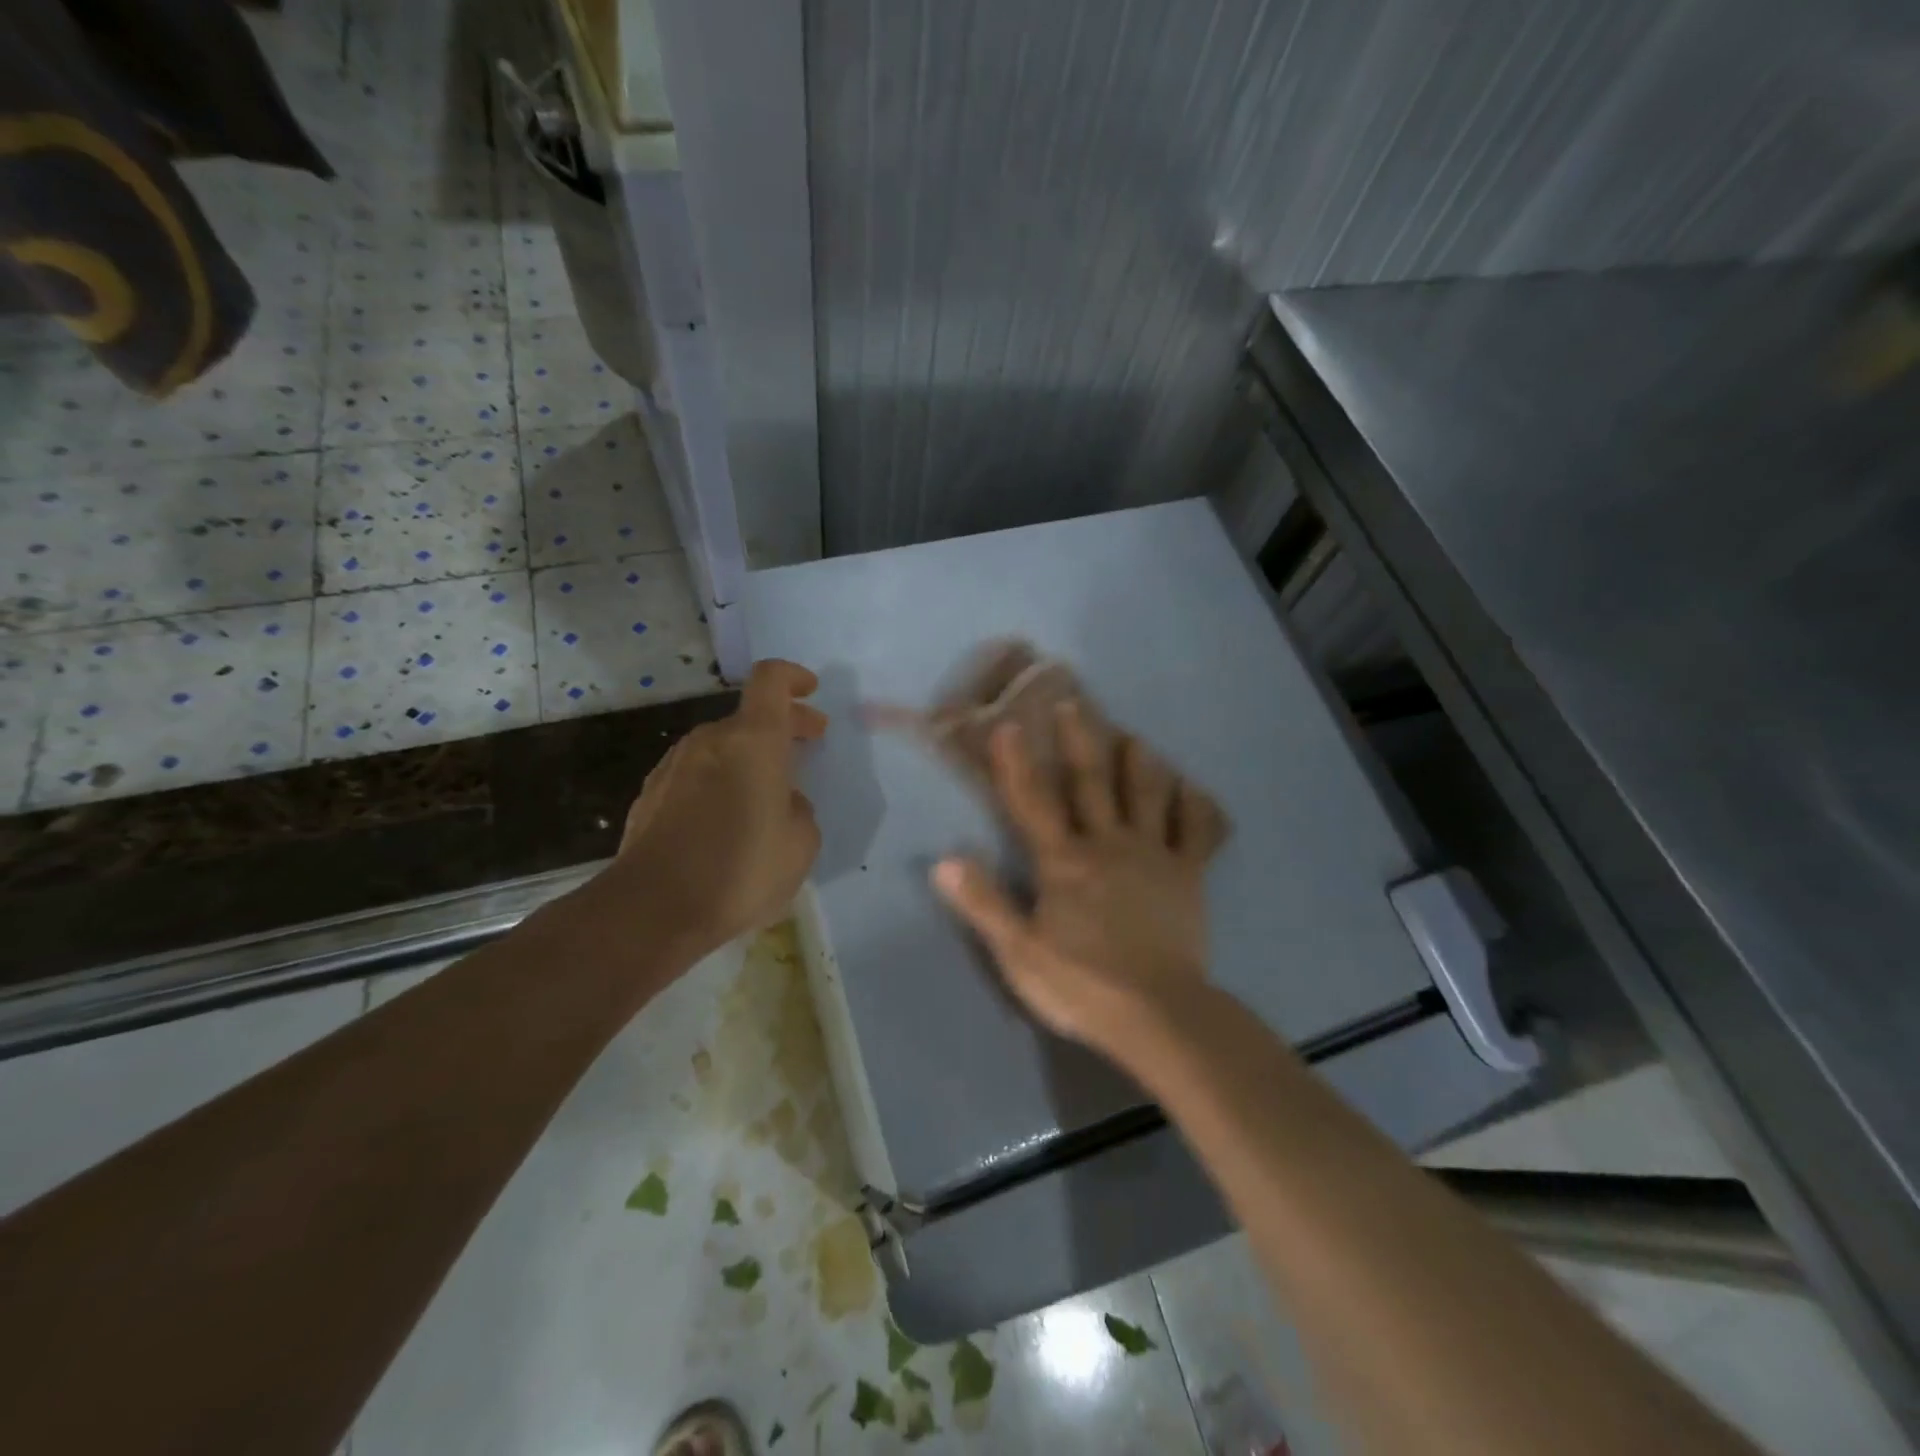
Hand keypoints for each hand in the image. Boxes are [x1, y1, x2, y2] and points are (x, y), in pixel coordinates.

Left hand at [598, 659, 826, 962]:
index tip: (811, 691)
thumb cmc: (741, 868)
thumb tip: (783, 801)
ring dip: (750, 757)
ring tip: (770, 791)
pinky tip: (729, 819)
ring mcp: (673, 766)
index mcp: (752, 740)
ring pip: (722, 746)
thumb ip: (800, 809)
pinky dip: (721, 782)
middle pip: (749, 716)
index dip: (793, 677)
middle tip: (810, 742)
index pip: (771, 680)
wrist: (652, 908)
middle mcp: (710, 741)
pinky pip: (697, 775)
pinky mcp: (650, 796)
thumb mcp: (801, 843)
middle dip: (784, 725)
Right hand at [931, 703, 1212, 1052]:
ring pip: (1145, 794)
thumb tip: (944, 859)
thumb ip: (984, 904)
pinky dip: (1194, 807)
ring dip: (1138, 762)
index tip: (1009, 724)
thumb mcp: (1019, 952)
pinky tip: (1191, 790)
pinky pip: (1195, 832)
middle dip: (1079, 740)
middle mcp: (1107, 844)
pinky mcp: (1189, 875)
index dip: (1016, 763)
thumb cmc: (1082, 985)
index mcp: (1063, 862)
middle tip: (1073, 702)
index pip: (1032, 802)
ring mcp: (1153, 855)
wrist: (1159, 1016)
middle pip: (1090, 783)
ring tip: (1133, 736)